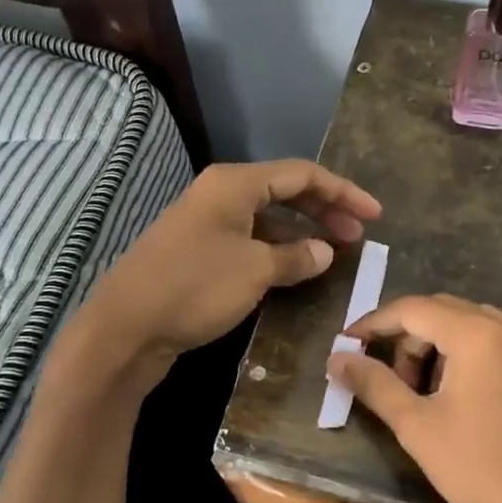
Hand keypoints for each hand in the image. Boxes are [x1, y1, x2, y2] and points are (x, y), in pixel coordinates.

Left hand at [75, 160, 380, 385]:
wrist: (126, 327)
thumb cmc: (195, 288)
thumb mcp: (255, 270)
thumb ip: (296, 257)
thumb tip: (325, 252)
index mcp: (234, 184)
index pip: (302, 174)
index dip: (343, 192)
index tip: (375, 215)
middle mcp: (220, 195)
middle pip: (284, 192)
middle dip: (324, 211)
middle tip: (358, 236)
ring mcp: (206, 224)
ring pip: (266, 219)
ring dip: (301, 233)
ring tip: (332, 256)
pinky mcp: (197, 253)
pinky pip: (249, 241)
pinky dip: (276, 251)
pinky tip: (294, 271)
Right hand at [328, 295, 501, 502]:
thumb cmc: (480, 468)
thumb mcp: (417, 427)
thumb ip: (374, 384)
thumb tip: (337, 358)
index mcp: (478, 335)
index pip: (414, 309)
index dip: (375, 322)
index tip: (349, 344)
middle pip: (448, 311)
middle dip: (411, 337)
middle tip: (396, 380)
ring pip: (480, 326)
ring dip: (446, 346)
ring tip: (434, 393)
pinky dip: (480, 356)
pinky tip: (476, 399)